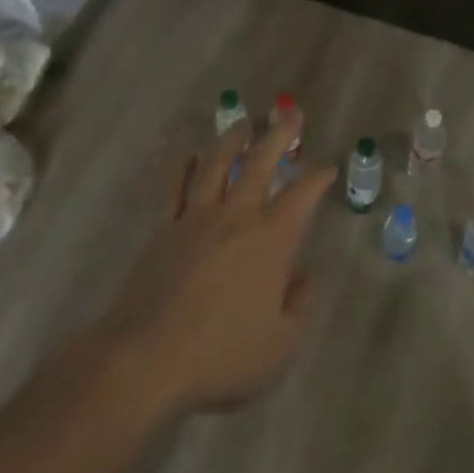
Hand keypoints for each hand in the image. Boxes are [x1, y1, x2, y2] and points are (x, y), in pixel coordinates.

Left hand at [87, 108, 332, 417]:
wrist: (145, 359)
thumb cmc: (221, 356)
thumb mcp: (280, 345)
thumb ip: (299, 305)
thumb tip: (307, 275)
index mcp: (271, 241)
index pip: (302, 197)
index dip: (318, 178)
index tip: (328, 166)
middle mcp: (236, 218)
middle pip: (260, 163)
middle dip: (279, 135)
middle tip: (290, 112)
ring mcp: (196, 218)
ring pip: (217, 164)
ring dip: (233, 139)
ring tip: (243, 122)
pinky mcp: (164, 229)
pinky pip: (177, 187)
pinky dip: (186, 166)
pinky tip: (191, 155)